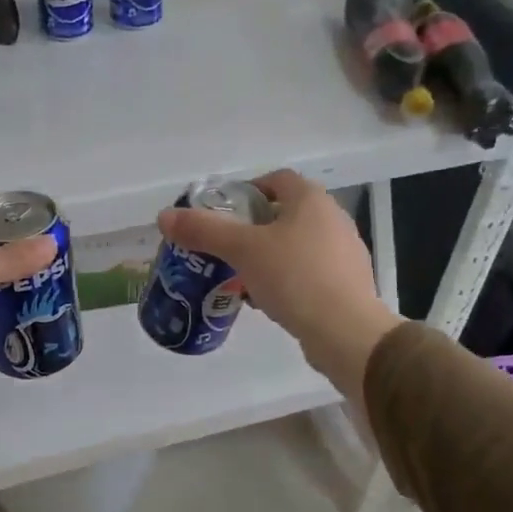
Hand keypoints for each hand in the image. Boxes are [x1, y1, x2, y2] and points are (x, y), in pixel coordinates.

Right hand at [156, 170, 402, 405]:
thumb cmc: (294, 278)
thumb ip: (204, 231)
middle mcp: (333, 218)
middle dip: (254, 228)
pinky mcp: (348, 284)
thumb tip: (164, 216)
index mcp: (311, 200)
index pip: (276, 179)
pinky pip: (309, 272)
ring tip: (242, 277)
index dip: (247, 190)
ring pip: (297, 245)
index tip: (224, 213)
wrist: (346, 332)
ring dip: (270, 256)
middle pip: (285, 213)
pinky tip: (269, 301)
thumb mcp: (242, 251)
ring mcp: (345, 252)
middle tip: (226, 248)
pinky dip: (287, 279)